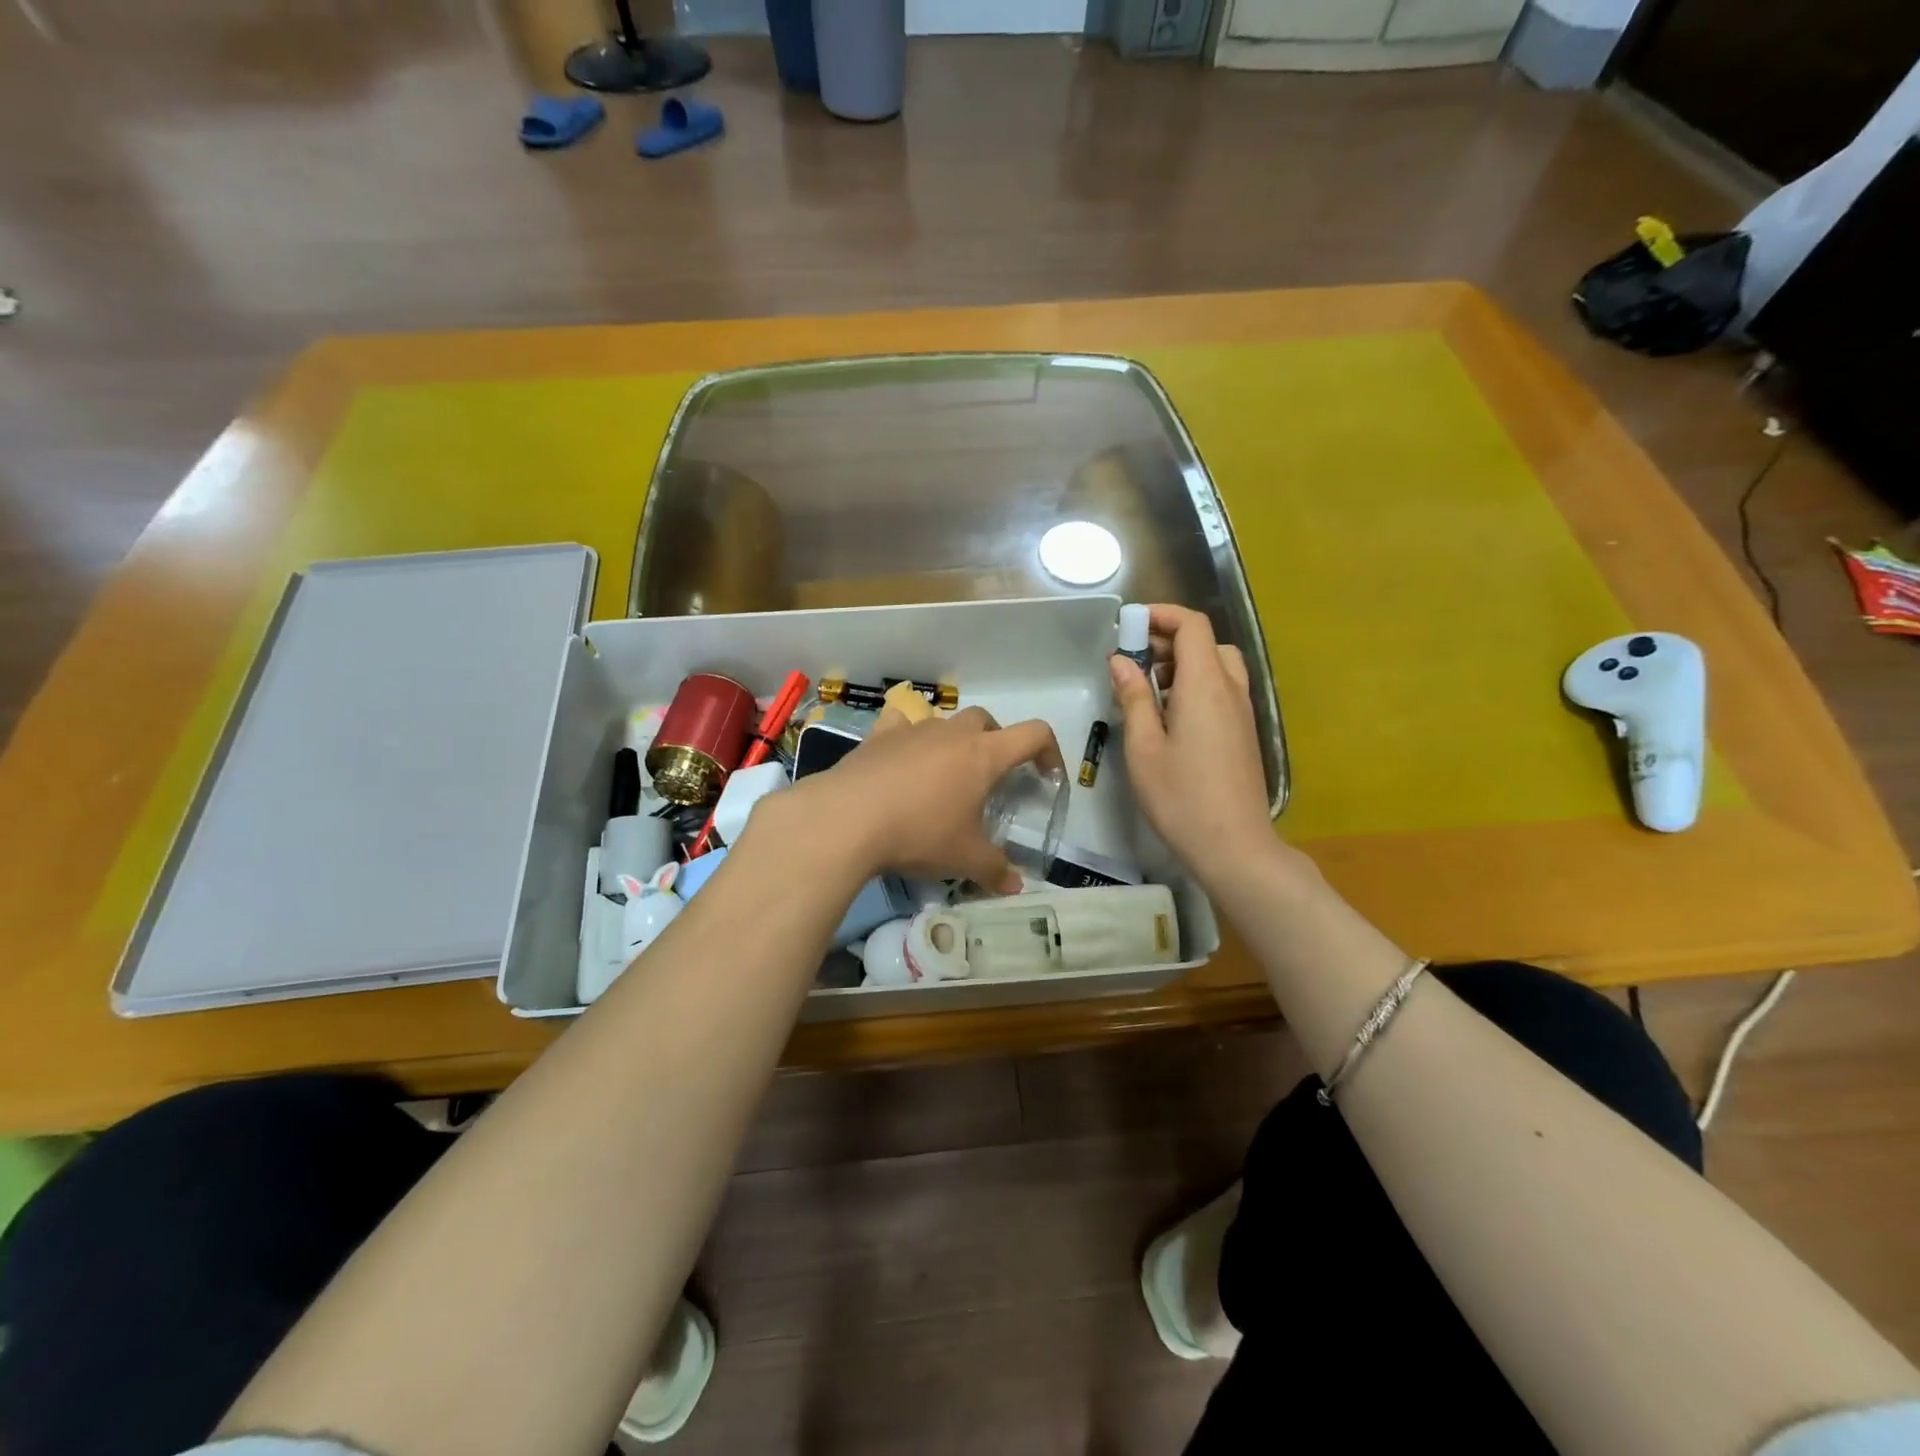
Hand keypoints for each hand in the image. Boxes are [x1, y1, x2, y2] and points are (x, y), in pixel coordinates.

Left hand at [788, 705, 1061, 892]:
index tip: (1047, 776)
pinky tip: (901, 758)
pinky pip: (901, 724)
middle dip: (997, 743)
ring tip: (944, 774)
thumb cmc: (919, 833)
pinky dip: (908, 736)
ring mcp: (913, 729)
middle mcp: (952, 732)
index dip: (1049, 750)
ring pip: (945, 721)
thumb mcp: (964, 859)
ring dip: (953, 741)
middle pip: (987, 721)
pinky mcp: (878, 736)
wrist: (847, 818)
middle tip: (990, 779)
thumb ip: (995, 870)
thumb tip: (1016, 886)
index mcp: (984, 755)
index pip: (1034, 733)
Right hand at [1109, 604, 1275, 885]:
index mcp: (1205, 685)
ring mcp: (1243, 711)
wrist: (1234, 846)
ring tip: (1149, 692)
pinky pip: (1223, 690)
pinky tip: (1171, 719)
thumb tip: (1121, 660)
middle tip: (1133, 664)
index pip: (1192, 625)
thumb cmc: (1180, 797)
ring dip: (1183, 665)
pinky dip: (1197, 686)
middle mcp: (1231, 689)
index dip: (1161, 616)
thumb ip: (1133, 697)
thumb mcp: (1143, 747)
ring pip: (1218, 666)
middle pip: (1206, 642)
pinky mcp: (1245, 732)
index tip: (1128, 628)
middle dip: (1168, 641)